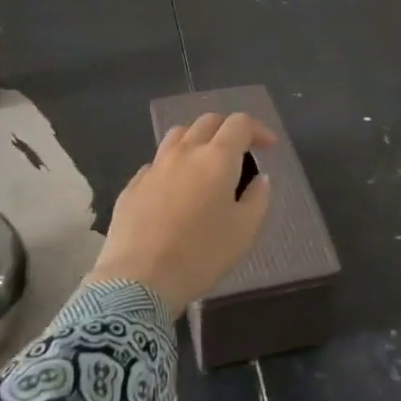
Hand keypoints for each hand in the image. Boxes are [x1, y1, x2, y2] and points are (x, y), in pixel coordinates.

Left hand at [88, 113, 275, 317]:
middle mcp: (184, 152)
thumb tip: (259, 178)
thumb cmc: (200, 255)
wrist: (139, 279)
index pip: (239, 123)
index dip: (257, 129)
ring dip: (198, 139)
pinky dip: (173, 165)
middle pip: (208, 122)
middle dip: (228, 129)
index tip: (267, 146)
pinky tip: (176, 188)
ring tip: (206, 161)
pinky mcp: (133, 185)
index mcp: (216, 158)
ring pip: (178, 135)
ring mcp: (154, 167)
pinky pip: (157, 162)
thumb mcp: (244, 231)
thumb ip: (257, 198)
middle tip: (239, 150)